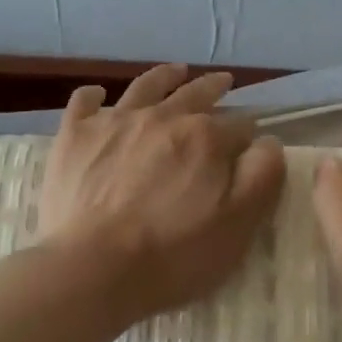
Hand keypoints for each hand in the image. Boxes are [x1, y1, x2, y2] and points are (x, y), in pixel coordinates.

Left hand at [37, 63, 285, 320]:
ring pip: (146, 86)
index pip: (238, 125)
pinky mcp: (75, 136)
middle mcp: (162, 117)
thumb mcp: (239, 225)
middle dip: (213, 87)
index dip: (247, 133)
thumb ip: (261, 176)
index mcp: (205, 137)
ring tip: (176, 71)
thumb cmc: (174, 255)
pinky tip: (97, 95)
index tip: (248, 144)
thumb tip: (267, 141)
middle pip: (195, 93)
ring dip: (165, 76)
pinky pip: (84, 102)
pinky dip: (93, 96)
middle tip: (223, 82)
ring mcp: (115, 122)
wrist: (93, 270)